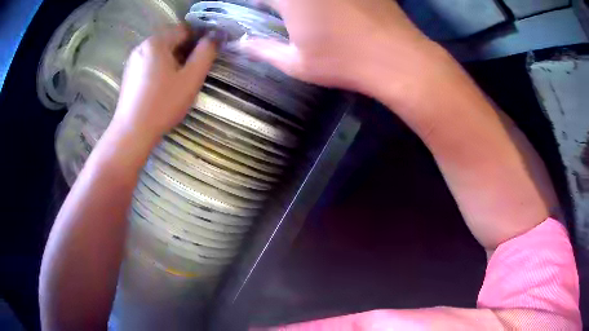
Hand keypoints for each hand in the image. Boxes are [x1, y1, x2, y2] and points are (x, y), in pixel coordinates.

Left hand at [112, 24, 217, 143]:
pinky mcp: (129, 74)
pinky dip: (159, 68)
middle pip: (171, 39)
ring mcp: (133, 60)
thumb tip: (215, 35)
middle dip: (185, 50)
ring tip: (177, 81)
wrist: (132, 132)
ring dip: (172, 59)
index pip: (185, 29)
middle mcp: (142, 46)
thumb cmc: (163, 104)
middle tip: (192, 71)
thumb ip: (206, 53)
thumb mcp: (191, 78)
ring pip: (160, 52)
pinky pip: (149, 63)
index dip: (199, 39)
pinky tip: (161, 87)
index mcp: (157, 42)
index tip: (205, 55)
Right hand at [240, 0, 439, 96]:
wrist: (397, 58)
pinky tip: (339, 10)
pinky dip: (331, 2)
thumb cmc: (342, 62)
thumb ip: (263, 51)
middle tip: (289, 15)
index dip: (260, 3)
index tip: (264, 11)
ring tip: (315, 15)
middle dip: (283, 4)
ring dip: (307, 3)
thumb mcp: (296, 63)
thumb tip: (241, 45)